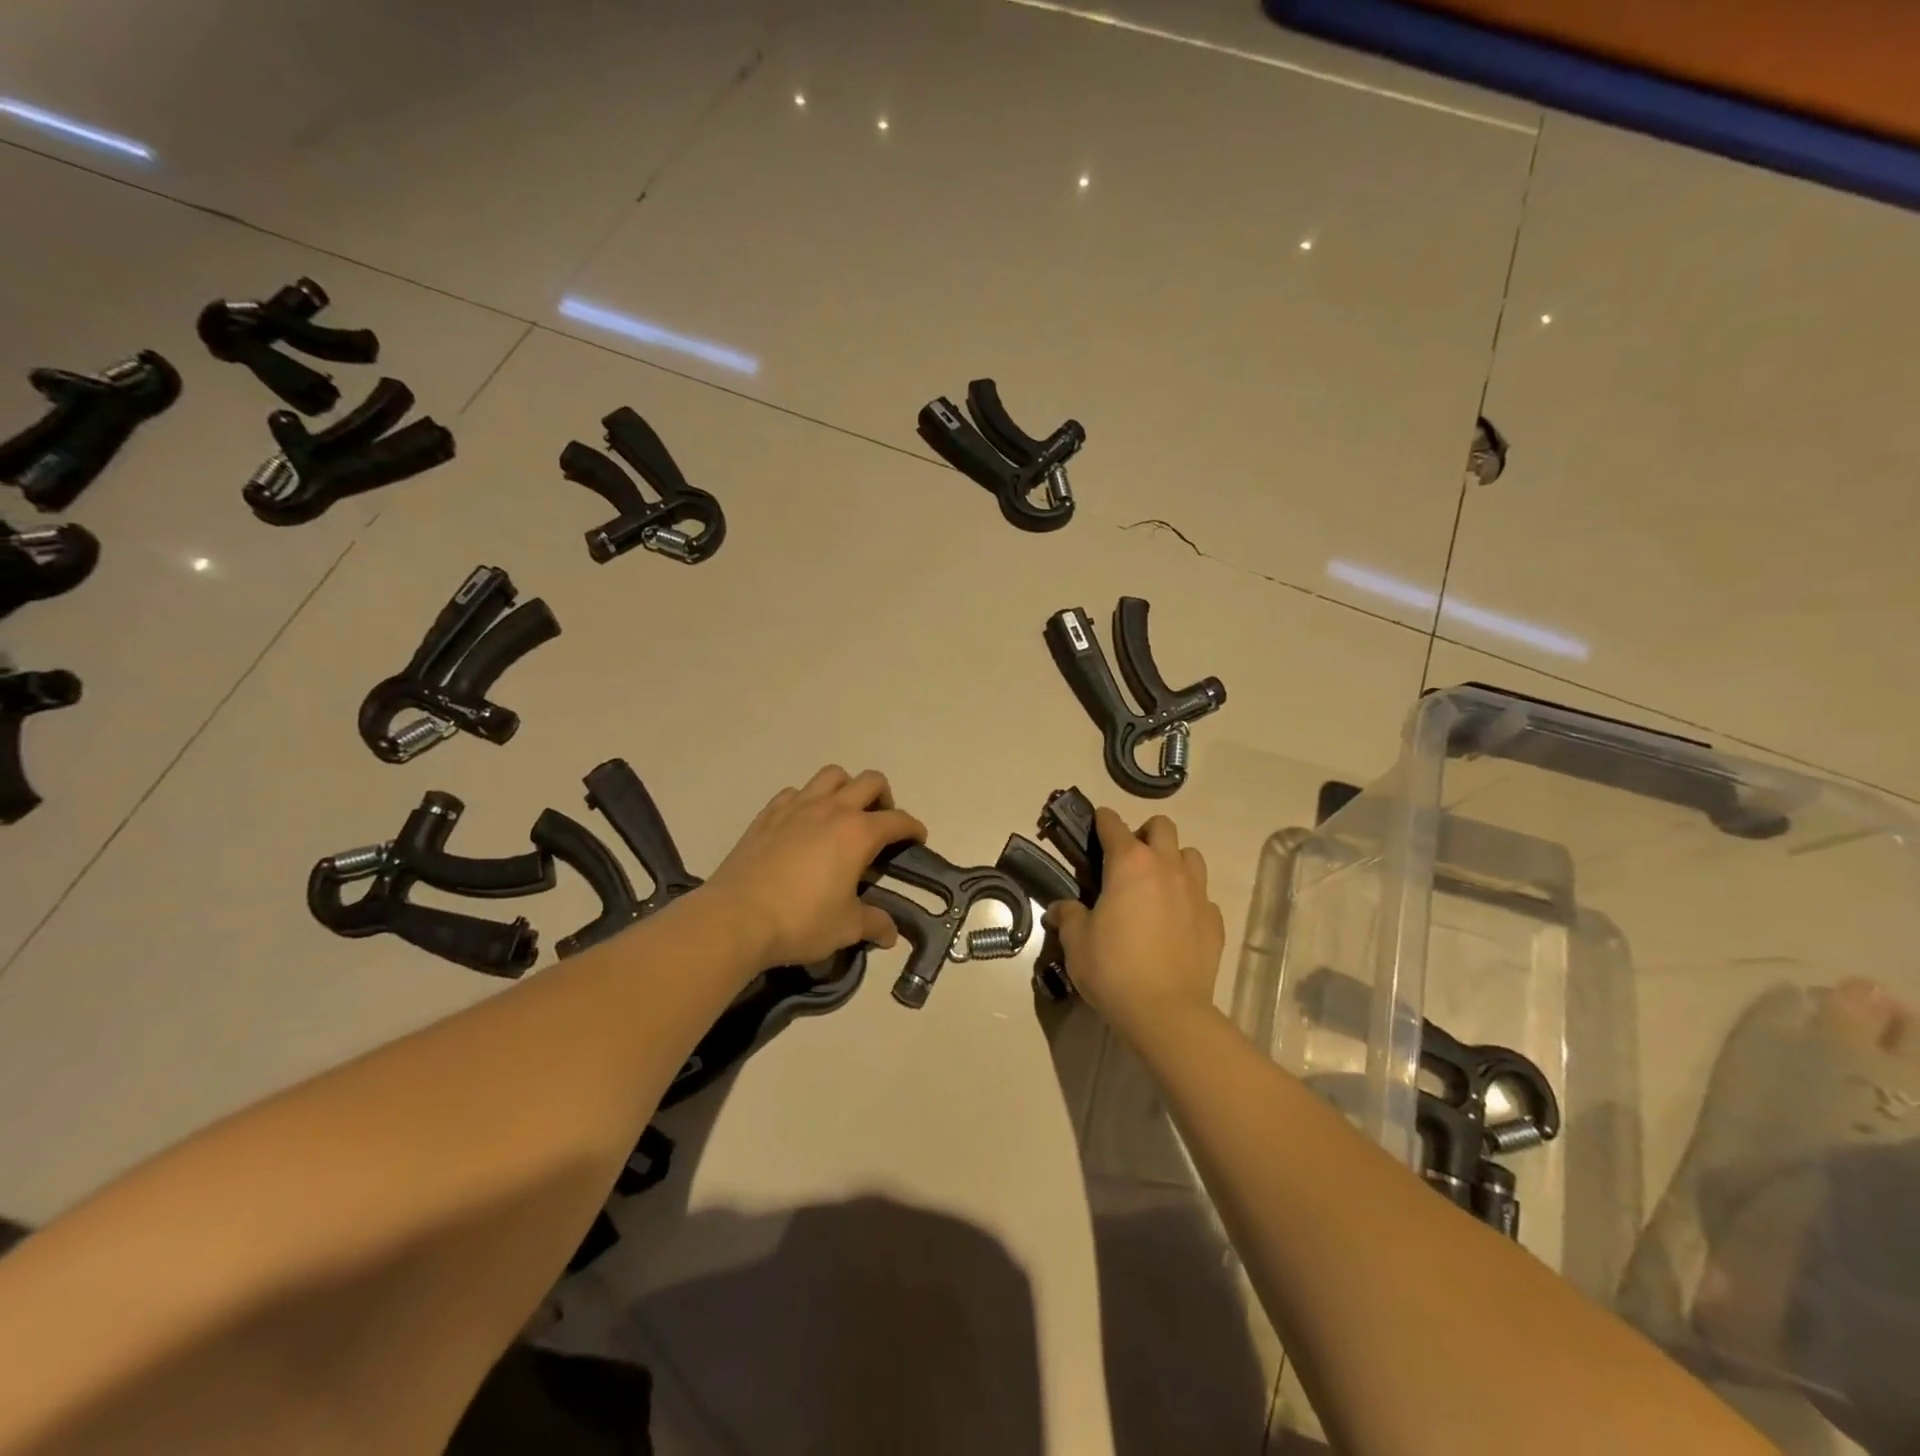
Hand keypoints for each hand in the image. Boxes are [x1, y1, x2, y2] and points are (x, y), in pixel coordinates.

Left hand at [703, 766, 926, 968]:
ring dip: (845, 788)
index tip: (917, 839)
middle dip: (884, 797)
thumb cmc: (801, 921)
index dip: (913, 828)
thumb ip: (874, 923)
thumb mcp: (846, 927)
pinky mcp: (768, 814)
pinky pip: (795, 792)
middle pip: (870, 781)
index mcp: (858, 833)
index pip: (898, 820)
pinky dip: (807, 800)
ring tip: (843, 815)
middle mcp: (832, 809)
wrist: (736, 918)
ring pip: (831, 775)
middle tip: (880, 824)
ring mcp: (796, 807)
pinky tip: (803, 824)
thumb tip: (890, 933)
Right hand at [1047, 807, 1225, 1044]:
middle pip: (1161, 827)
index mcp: (1129, 864)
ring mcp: (1196, 892)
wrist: (1166, 1012)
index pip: (1113, 824)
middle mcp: (1166, 867)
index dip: (1101, 821)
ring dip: (1172, 860)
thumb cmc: (1113, 968)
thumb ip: (1068, 916)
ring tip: (1156, 885)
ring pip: (1190, 855)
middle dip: (1143, 834)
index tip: (1094, 826)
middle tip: (1127, 861)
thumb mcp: (1076, 942)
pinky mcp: (1214, 920)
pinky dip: (1188, 899)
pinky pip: (1202, 895)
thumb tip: (1060, 910)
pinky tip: (1176, 921)